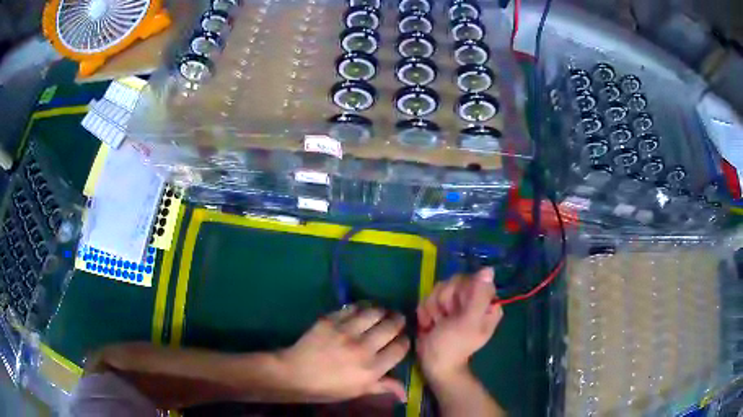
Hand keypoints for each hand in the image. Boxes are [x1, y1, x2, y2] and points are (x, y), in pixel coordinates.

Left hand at [279, 305, 409, 402]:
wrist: (295, 374)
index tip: (402, 339)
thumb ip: (383, 387)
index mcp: (372, 368)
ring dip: (382, 312)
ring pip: (374, 312)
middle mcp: (363, 348)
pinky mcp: (330, 320)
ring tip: (382, 313)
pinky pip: (352, 308)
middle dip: (398, 322)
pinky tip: (361, 311)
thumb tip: (405, 393)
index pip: (400, 348)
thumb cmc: (328, 387)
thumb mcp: (358, 391)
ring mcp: (346, 332)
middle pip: (391, 326)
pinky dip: (361, 308)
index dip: (405, 341)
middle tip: (397, 321)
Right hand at [416, 268, 502, 383]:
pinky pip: (429, 296)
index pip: (474, 280)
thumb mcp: (468, 322)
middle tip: (444, 320)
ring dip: (433, 308)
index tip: (456, 311)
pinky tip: (429, 325)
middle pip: (455, 282)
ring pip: (440, 288)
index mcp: (487, 303)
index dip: (460, 293)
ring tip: (436, 325)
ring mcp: (456, 304)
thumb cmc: (453, 346)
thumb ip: (478, 296)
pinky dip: (426, 311)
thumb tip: (489, 269)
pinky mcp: (440, 307)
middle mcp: (474, 300)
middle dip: (444, 301)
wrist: (432, 363)